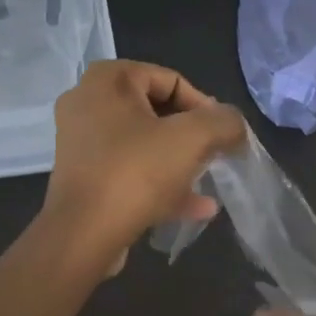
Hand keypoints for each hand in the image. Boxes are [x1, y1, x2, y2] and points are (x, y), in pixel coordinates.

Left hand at [39, 61, 246, 274]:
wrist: (83, 235)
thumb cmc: (136, 173)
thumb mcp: (193, 138)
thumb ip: (224, 122)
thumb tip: (234, 125)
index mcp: (107, 80)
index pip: (170, 80)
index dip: (204, 107)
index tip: (221, 136)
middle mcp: (87, 103)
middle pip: (157, 112)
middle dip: (191, 136)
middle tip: (215, 155)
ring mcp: (82, 143)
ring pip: (144, 144)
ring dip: (179, 162)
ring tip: (208, 181)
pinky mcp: (84, 177)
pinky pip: (130, 171)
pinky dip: (160, 184)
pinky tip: (196, 207)